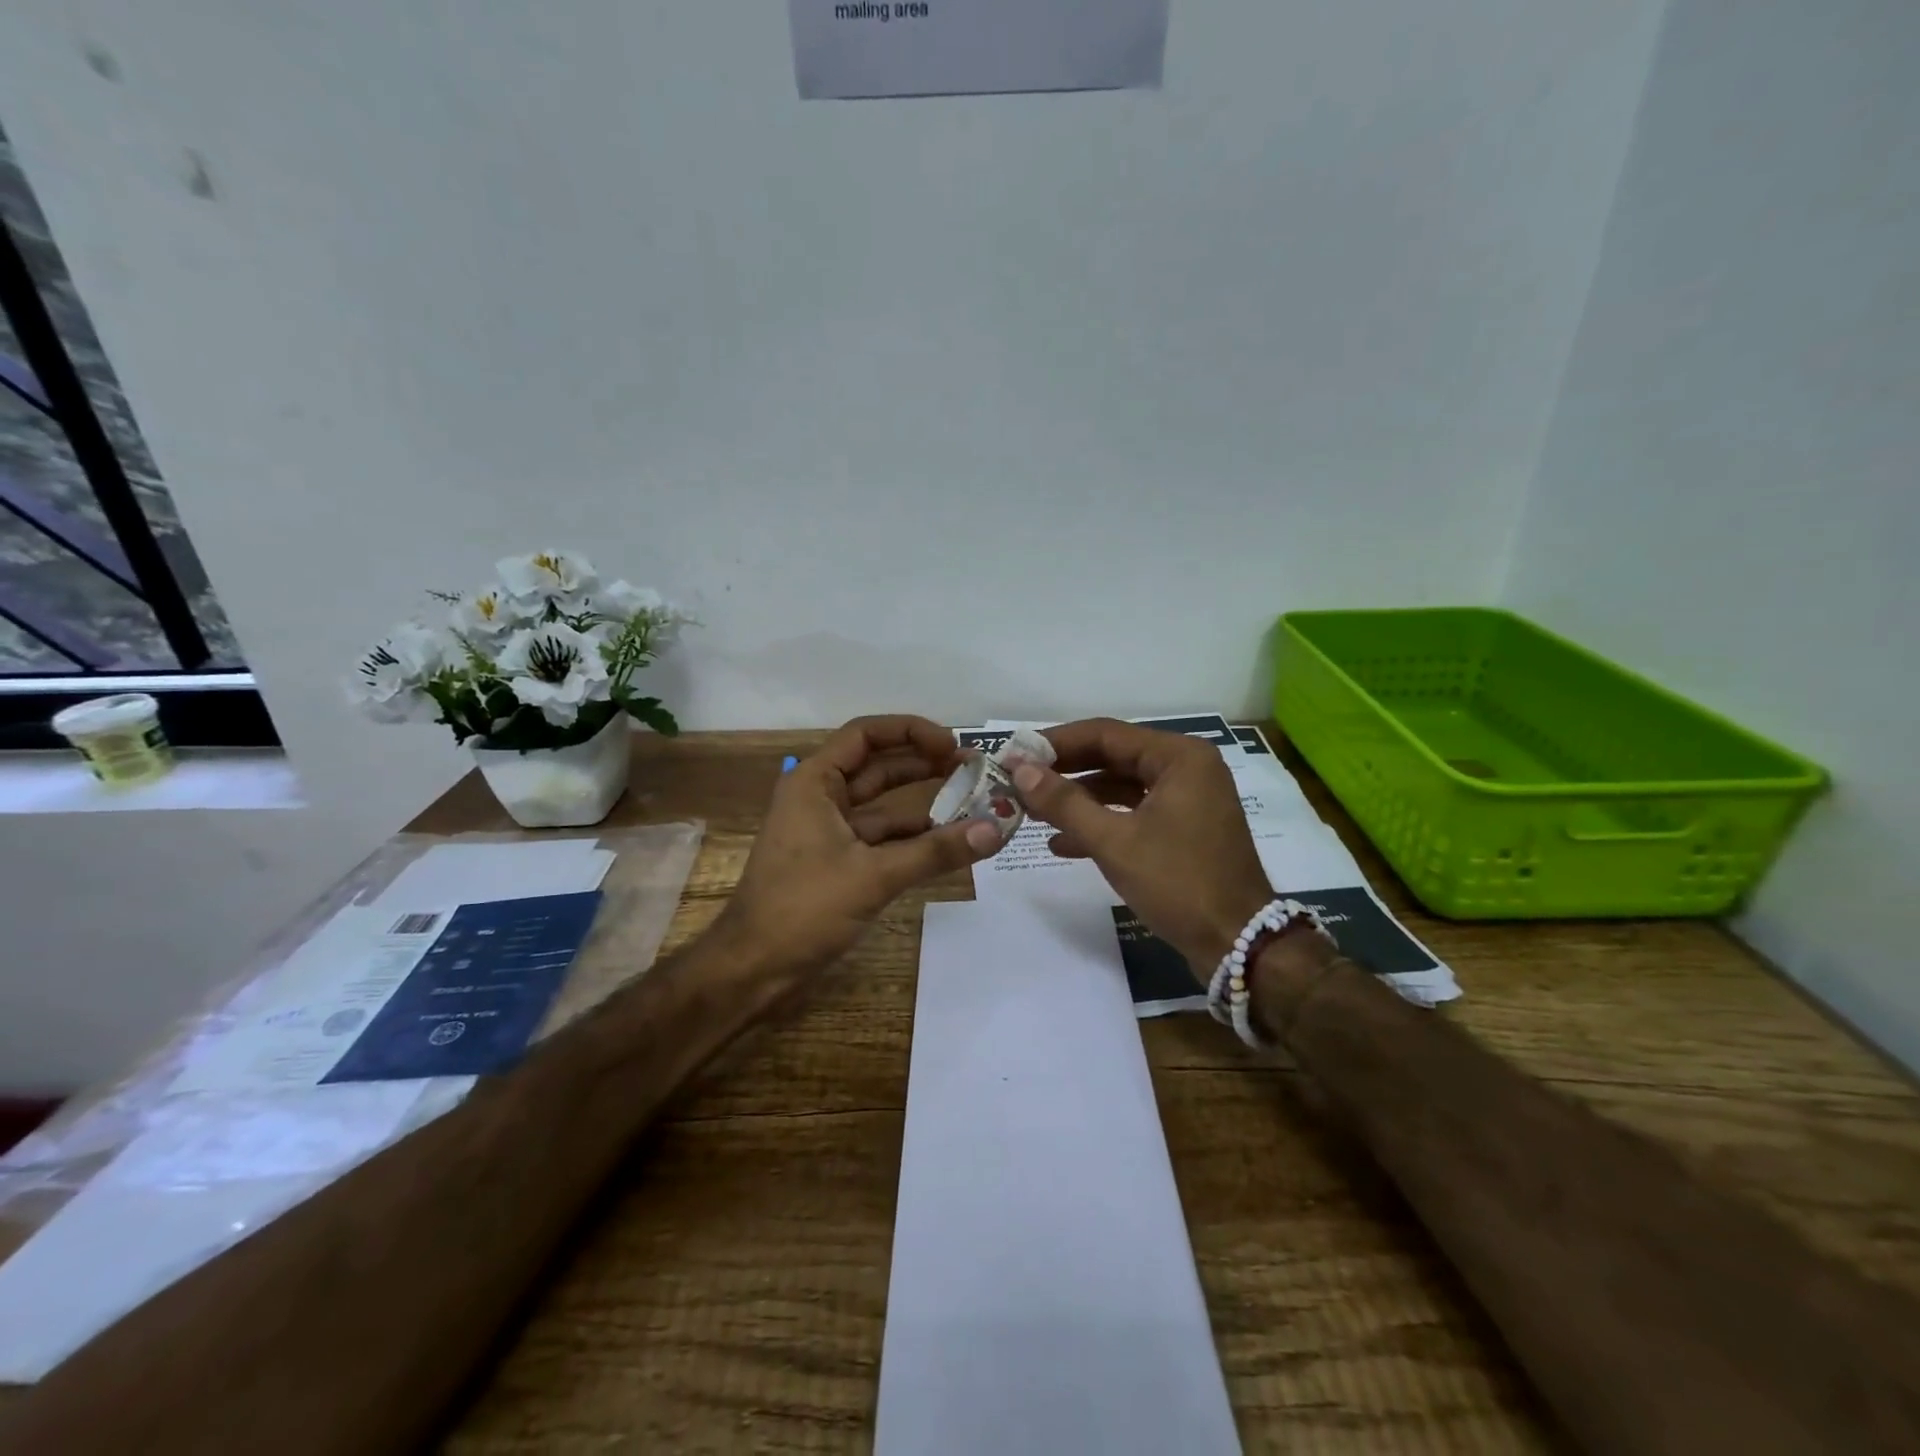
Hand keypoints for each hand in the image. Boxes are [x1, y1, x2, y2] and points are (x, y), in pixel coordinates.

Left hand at [719, 715, 1001, 980]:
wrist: (753, 969)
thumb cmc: (803, 909)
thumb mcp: (873, 876)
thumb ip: (935, 851)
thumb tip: (995, 829)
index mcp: (814, 782)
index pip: (866, 735)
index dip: (911, 731)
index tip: (953, 744)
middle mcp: (820, 798)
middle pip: (878, 766)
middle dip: (924, 764)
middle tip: (973, 770)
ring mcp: (828, 831)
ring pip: (883, 805)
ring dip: (923, 804)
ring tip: (972, 804)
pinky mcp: (837, 862)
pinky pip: (881, 839)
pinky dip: (912, 839)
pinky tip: (947, 844)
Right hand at [1010, 718, 1275, 971]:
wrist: (1239, 944)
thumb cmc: (1179, 883)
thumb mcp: (1115, 842)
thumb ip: (1065, 803)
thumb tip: (1020, 771)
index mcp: (1179, 757)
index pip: (1106, 734)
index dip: (1056, 743)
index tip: (1015, 754)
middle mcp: (1186, 769)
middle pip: (1113, 757)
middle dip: (1065, 772)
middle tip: (1018, 781)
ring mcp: (1187, 800)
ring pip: (1120, 787)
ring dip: (1078, 800)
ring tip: (1032, 812)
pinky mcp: (1183, 829)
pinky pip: (1133, 813)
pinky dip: (1101, 824)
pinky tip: (1062, 843)